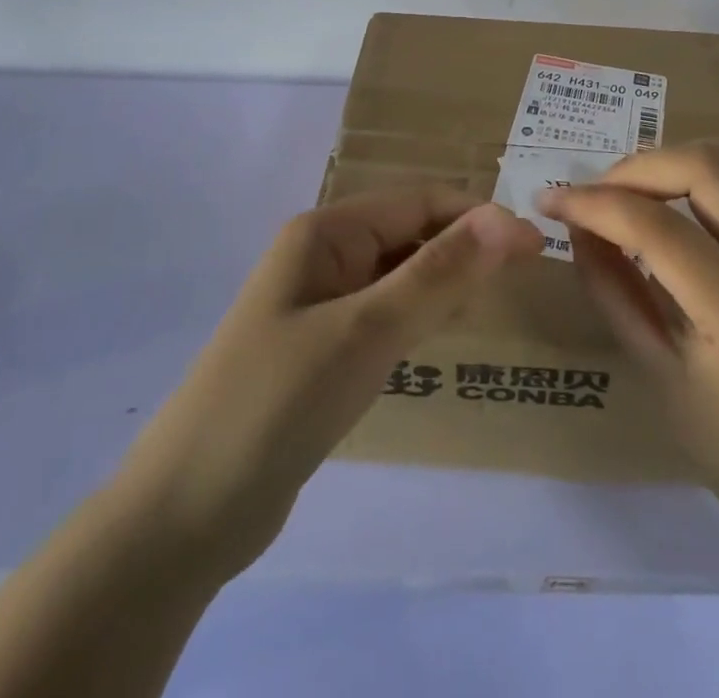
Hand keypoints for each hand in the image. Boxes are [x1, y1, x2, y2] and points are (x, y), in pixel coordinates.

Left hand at [115, 187, 542, 579]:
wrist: (183, 516)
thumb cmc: (277, 404)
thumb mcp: (366, 331)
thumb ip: (439, 272)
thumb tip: (508, 218)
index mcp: (326, 232)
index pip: (419, 201)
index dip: (479, 217)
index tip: (535, 248)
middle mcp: (322, 256)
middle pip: (409, 233)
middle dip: (464, 248)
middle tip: (524, 278)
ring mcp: (318, 304)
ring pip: (398, 274)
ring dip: (444, 281)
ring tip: (493, 302)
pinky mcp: (320, 349)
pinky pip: (382, 314)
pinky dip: (417, 316)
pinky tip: (441, 335)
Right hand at [541, 144, 718, 544]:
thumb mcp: (650, 368)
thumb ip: (609, 286)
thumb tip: (576, 222)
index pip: (660, 231)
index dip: (597, 204)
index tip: (552, 200)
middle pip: (708, 170)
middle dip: (637, 168)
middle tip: (597, 191)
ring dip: (678, 156)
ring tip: (640, 186)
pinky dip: (716, 160)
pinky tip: (686, 186)